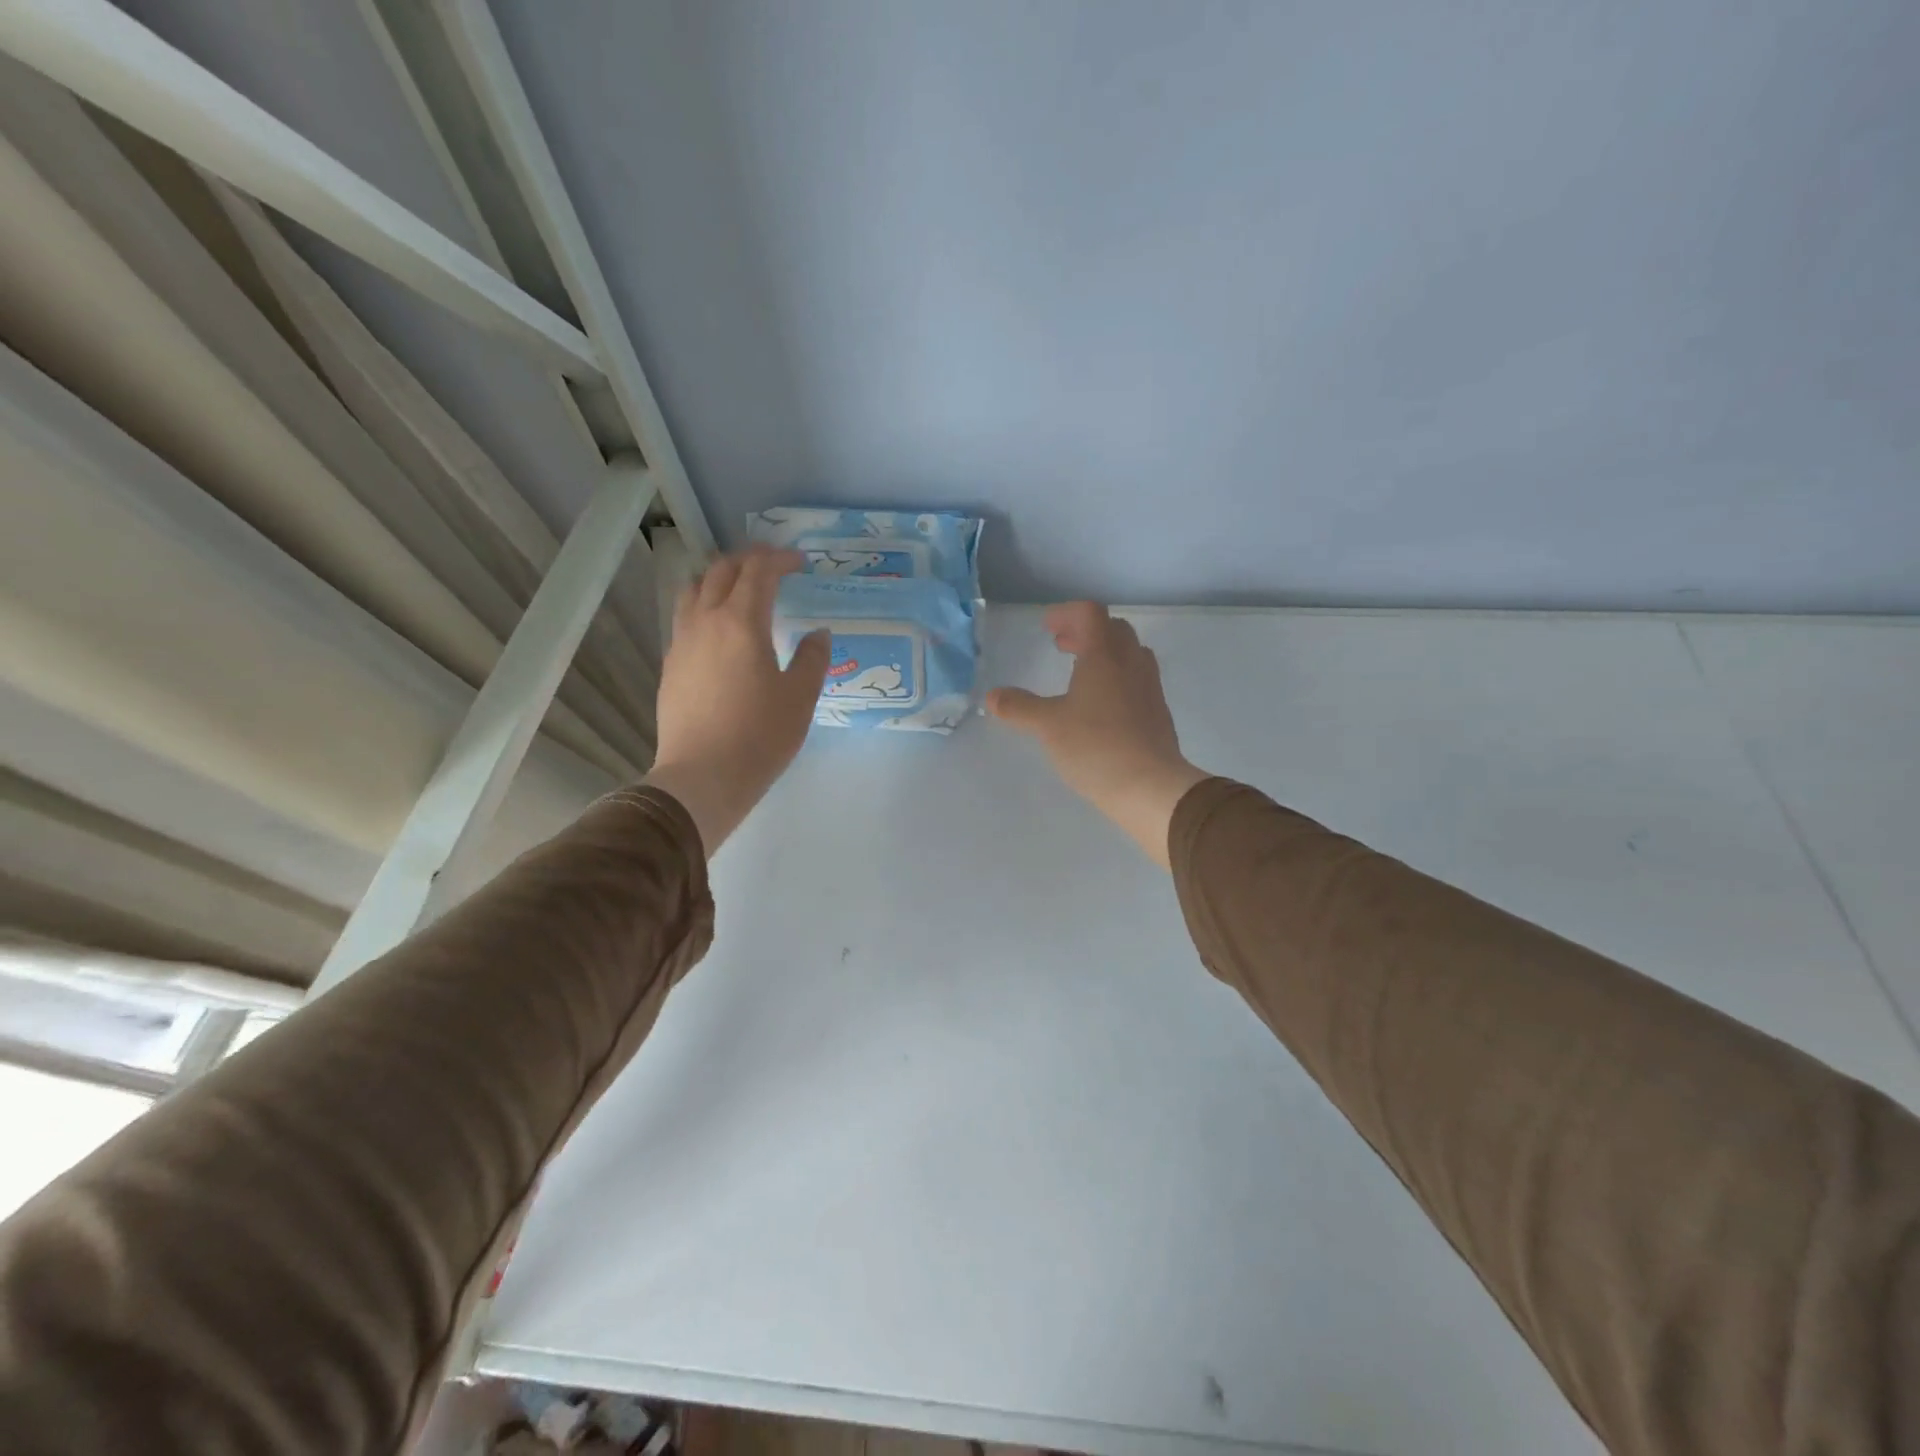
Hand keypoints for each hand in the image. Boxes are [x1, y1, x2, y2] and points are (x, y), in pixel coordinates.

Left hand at [644, 548, 829, 853]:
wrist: (703, 777)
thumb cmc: (760, 736)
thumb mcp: (800, 697)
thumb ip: (812, 658)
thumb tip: (817, 633)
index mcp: (742, 622)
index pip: (758, 572)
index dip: (779, 559)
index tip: (799, 562)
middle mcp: (706, 621)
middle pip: (721, 571)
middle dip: (748, 560)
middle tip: (772, 566)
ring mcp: (682, 642)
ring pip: (694, 589)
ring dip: (718, 578)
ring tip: (739, 589)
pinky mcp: (671, 665)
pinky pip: (684, 617)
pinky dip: (704, 606)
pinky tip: (718, 630)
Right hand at [986, 603, 1208, 867]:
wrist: (1150, 786)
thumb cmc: (1095, 746)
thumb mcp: (1048, 726)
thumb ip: (1019, 707)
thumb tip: (991, 696)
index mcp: (1104, 655)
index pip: (1090, 613)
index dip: (1066, 614)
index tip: (1048, 628)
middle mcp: (1131, 663)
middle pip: (1113, 629)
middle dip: (1085, 632)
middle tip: (1062, 647)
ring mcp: (1150, 687)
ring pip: (1129, 653)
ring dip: (1105, 653)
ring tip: (1081, 673)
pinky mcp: (1158, 712)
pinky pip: (1138, 679)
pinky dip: (1117, 677)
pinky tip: (1102, 706)